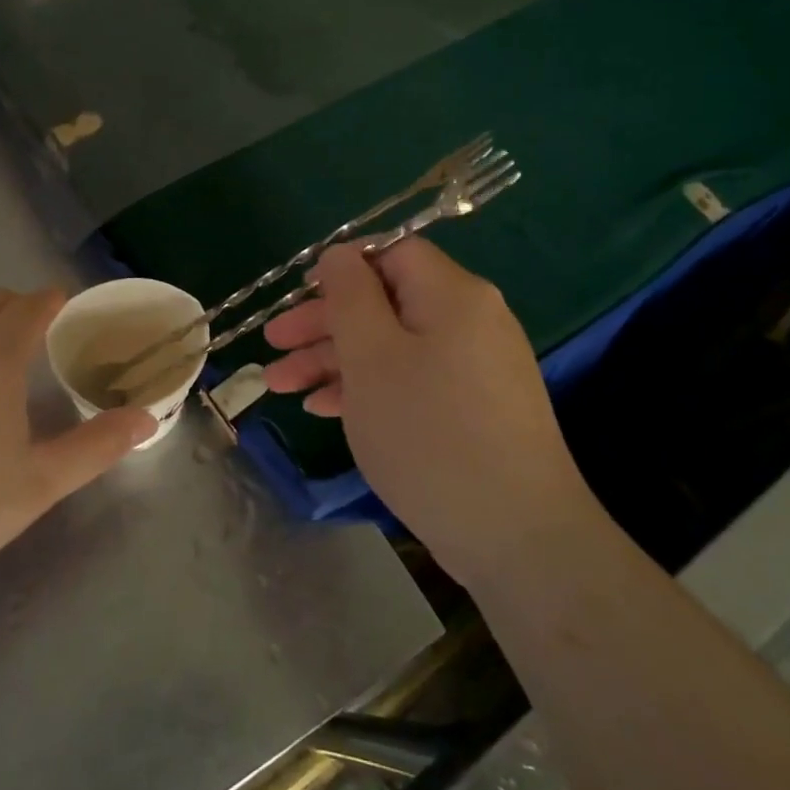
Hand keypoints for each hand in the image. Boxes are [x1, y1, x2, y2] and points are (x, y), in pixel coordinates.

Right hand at [263, 239, 590, 587]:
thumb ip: (349, 296)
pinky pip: (412, 380)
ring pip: (393, 346)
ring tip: (282, 386)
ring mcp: (475, 368)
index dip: (341, 268)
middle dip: (324, 322)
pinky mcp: (473, 409)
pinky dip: (368, 387)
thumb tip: (340, 255)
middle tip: (274, 345)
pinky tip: (324, 409)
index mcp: (452, 295)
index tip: (297, 296)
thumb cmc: (428, 432)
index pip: (392, 253)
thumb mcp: (372, 356)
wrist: (515, 536)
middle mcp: (470, 321)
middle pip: (386, 302)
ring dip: (336, 360)